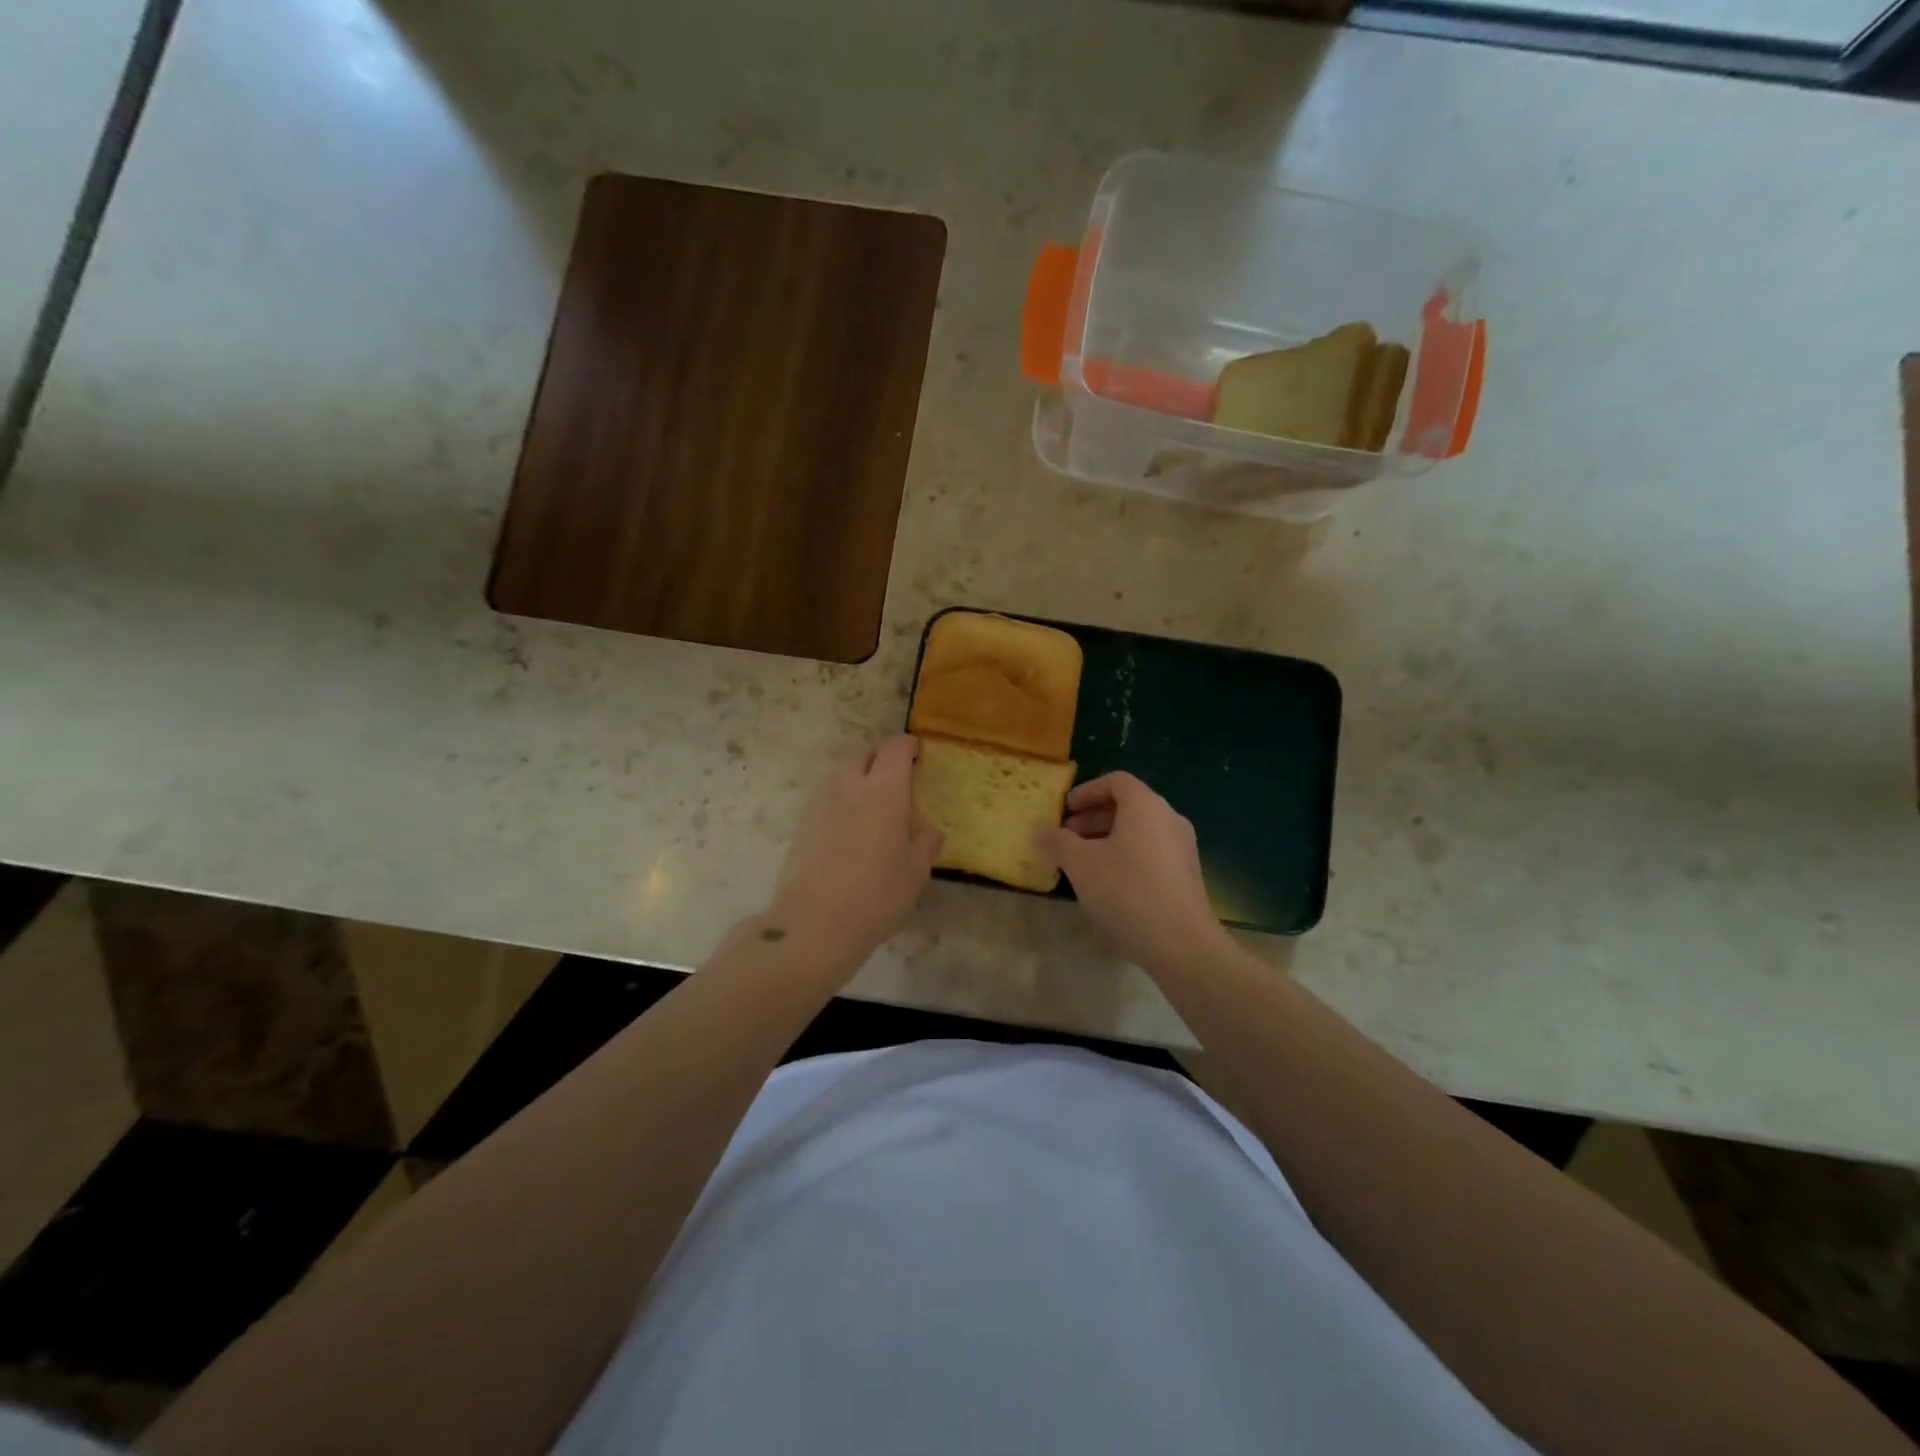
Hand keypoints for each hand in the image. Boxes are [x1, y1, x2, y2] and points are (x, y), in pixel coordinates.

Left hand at [767, 736, 941, 969]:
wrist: (814, 923)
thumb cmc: (876, 895)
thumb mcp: (916, 872)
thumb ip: (925, 841)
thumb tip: (925, 827)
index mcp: (884, 790)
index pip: (895, 749)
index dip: (907, 746)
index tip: (916, 752)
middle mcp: (849, 785)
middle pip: (861, 751)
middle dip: (878, 756)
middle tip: (892, 777)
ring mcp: (819, 801)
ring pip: (839, 771)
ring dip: (855, 775)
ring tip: (869, 801)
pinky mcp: (801, 822)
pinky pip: (824, 794)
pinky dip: (839, 797)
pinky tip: (849, 825)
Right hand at [1035, 772, 1230, 971]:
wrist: (1182, 944)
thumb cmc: (1127, 892)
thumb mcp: (1081, 865)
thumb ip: (1057, 842)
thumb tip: (1040, 832)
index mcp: (1146, 806)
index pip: (1116, 781)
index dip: (1087, 791)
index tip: (1065, 810)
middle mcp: (1169, 819)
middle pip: (1128, 805)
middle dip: (1094, 818)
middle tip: (1067, 837)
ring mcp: (1182, 848)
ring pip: (1139, 831)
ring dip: (1108, 839)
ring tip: (1083, 863)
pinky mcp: (1187, 875)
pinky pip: (1151, 852)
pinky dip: (1126, 856)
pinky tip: (1108, 885)